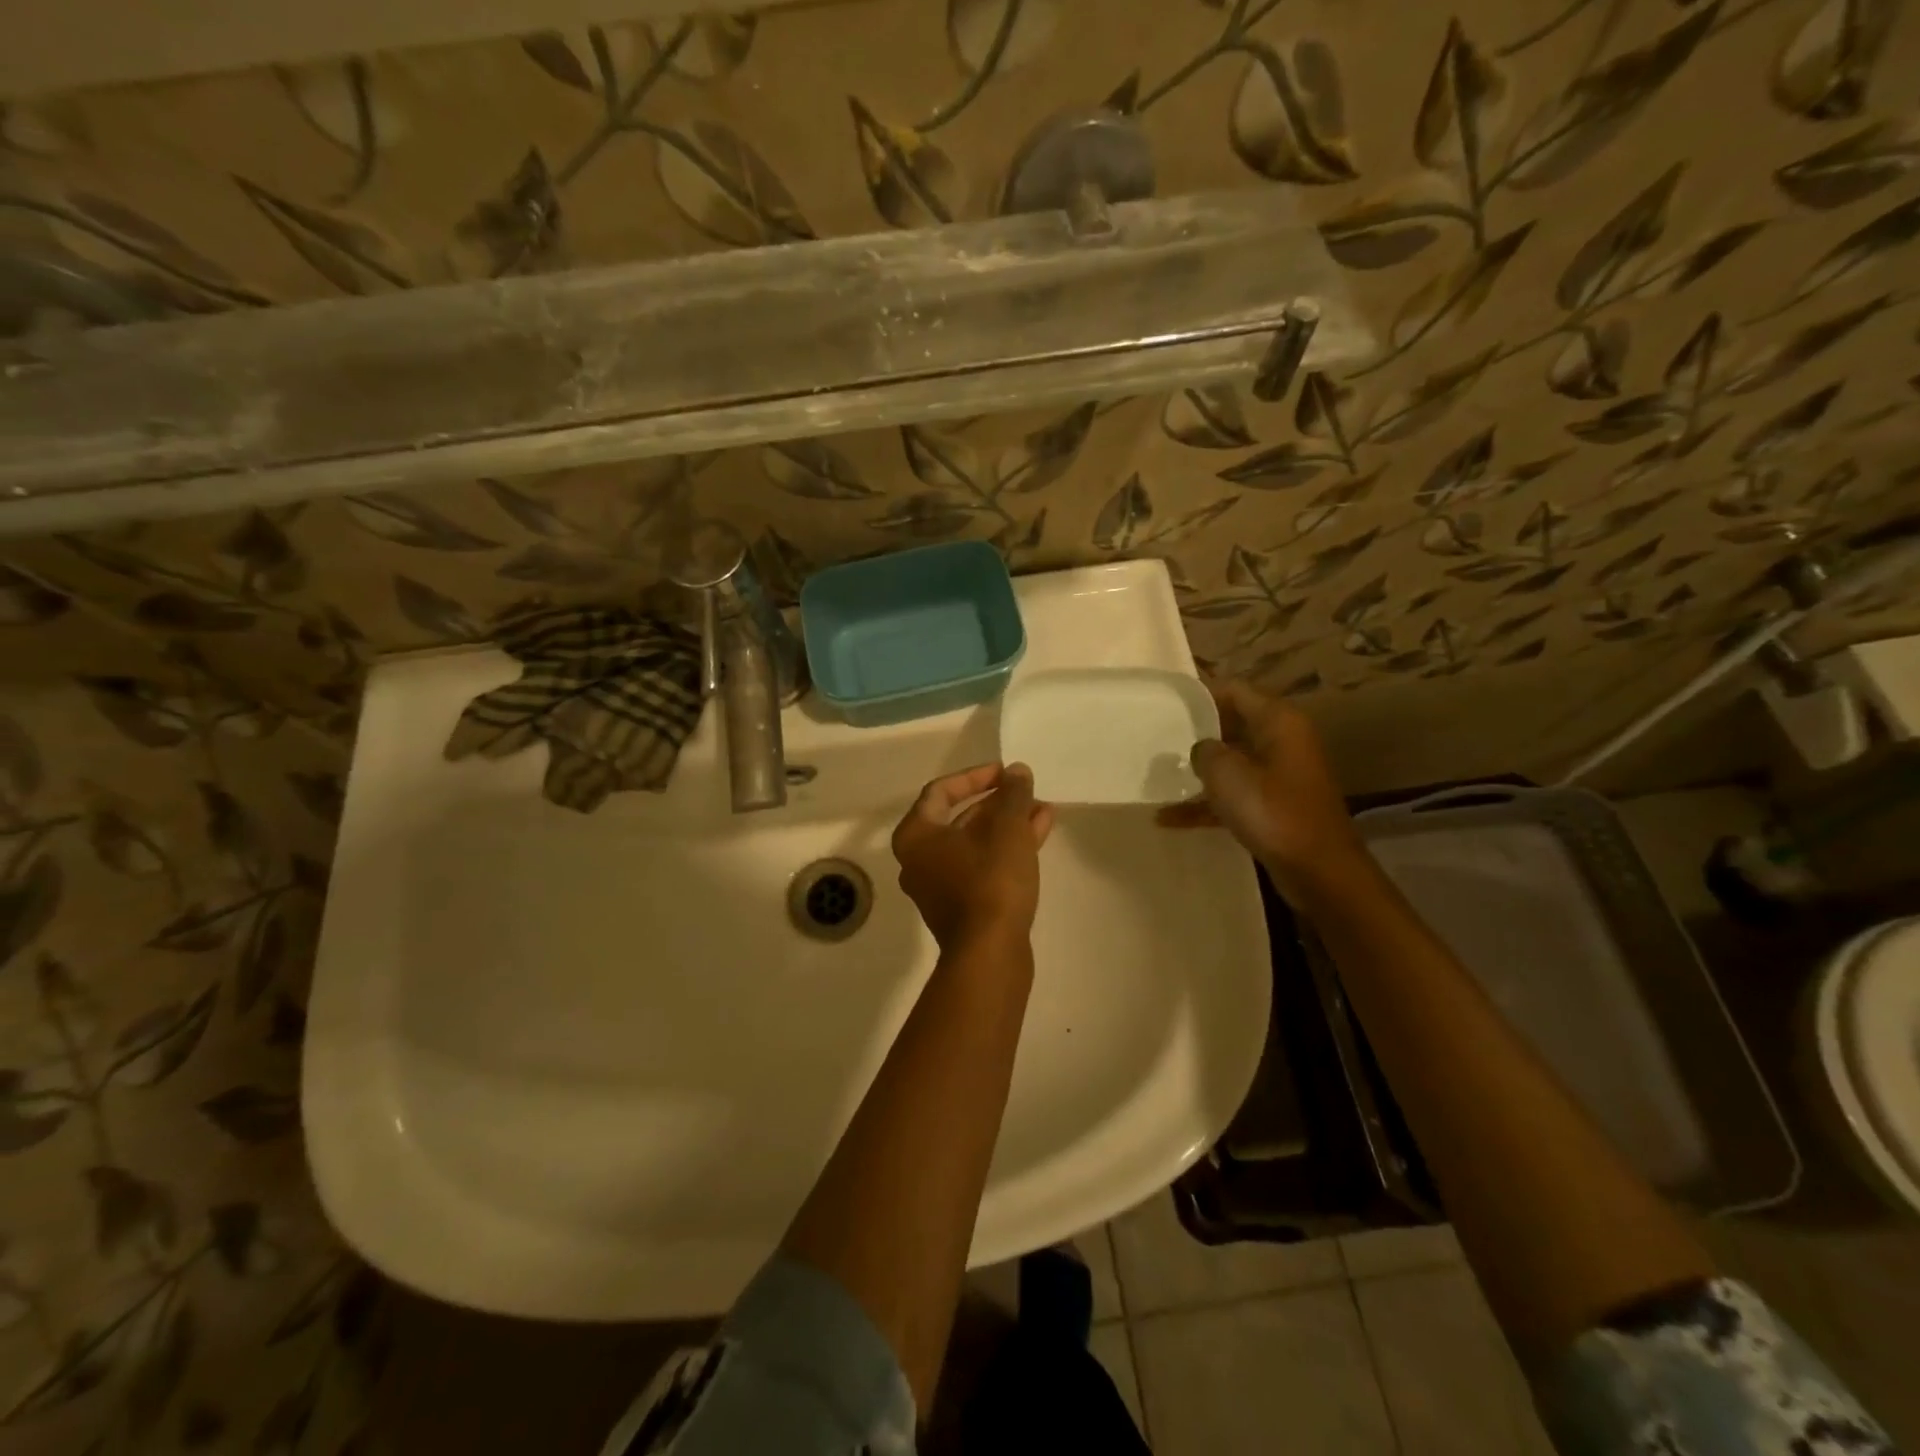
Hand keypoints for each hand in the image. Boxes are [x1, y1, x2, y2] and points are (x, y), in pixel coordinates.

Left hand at [891, 763, 1055, 950]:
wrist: (990, 954)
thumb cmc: (991, 881)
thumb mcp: (1007, 829)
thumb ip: (1013, 795)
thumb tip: (1018, 772)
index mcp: (916, 836)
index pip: (941, 791)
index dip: (975, 776)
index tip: (1006, 772)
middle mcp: (920, 860)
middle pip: (959, 818)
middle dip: (998, 802)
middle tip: (1026, 791)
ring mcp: (940, 886)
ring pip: (975, 843)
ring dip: (1008, 824)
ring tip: (1043, 810)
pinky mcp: (962, 907)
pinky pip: (982, 865)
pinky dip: (1007, 849)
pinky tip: (1039, 834)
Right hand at [1158, 679, 1369, 902]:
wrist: (1318, 870)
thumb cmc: (1272, 811)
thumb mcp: (1226, 774)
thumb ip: (1205, 751)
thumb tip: (1202, 749)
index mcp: (1277, 721)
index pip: (1234, 690)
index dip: (1200, 693)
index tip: (1165, 701)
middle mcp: (1282, 740)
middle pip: (1231, 724)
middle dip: (1195, 732)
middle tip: (1157, 737)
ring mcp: (1280, 774)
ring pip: (1231, 762)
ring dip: (1198, 771)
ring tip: (1158, 777)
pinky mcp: (1275, 805)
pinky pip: (1235, 794)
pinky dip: (1207, 803)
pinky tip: (1169, 819)